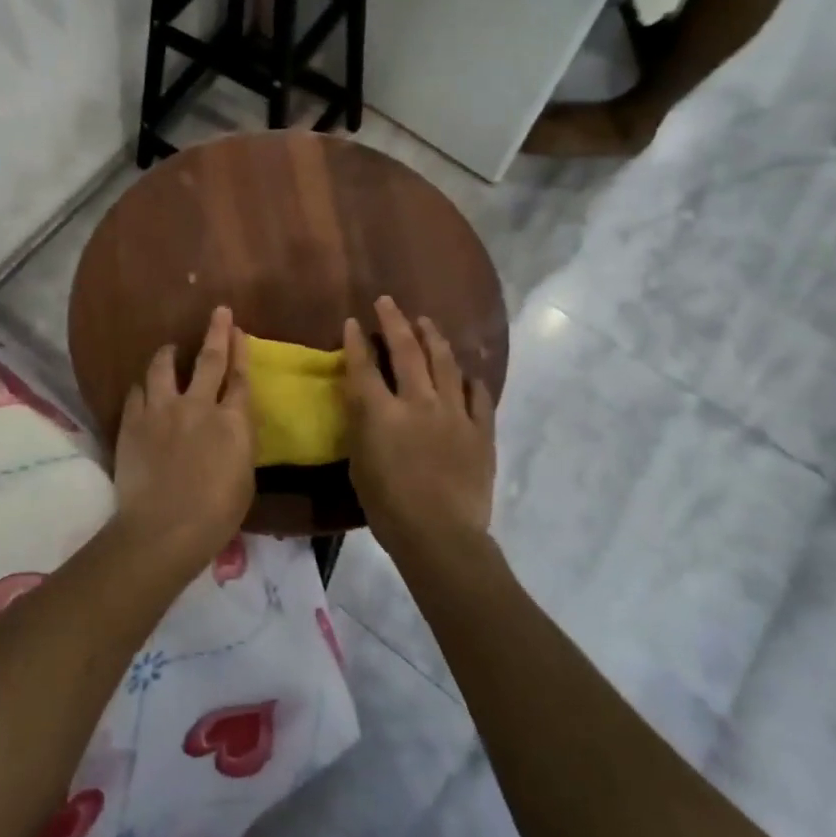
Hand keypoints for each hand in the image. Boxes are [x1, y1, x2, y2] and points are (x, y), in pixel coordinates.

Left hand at [114, 306, 255, 566]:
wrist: (164, 528)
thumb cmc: (215, 515)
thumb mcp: (244, 478)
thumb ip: (238, 443)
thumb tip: (231, 428)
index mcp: (233, 422)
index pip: (240, 377)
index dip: (241, 351)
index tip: (239, 331)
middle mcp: (198, 405)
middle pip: (209, 359)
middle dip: (216, 332)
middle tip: (218, 311)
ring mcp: (162, 410)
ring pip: (164, 367)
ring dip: (169, 353)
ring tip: (170, 349)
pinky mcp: (132, 421)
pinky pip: (137, 391)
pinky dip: (143, 385)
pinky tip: (143, 386)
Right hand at [344, 297, 495, 554]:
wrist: (441, 535)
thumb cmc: (388, 507)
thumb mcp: (359, 464)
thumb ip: (362, 426)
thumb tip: (363, 400)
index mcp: (382, 413)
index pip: (364, 366)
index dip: (357, 341)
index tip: (354, 322)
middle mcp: (419, 402)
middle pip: (407, 351)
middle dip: (396, 322)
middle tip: (389, 302)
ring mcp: (455, 413)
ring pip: (445, 363)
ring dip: (433, 338)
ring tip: (427, 323)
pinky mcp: (481, 430)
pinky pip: (478, 395)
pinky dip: (470, 380)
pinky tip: (466, 373)